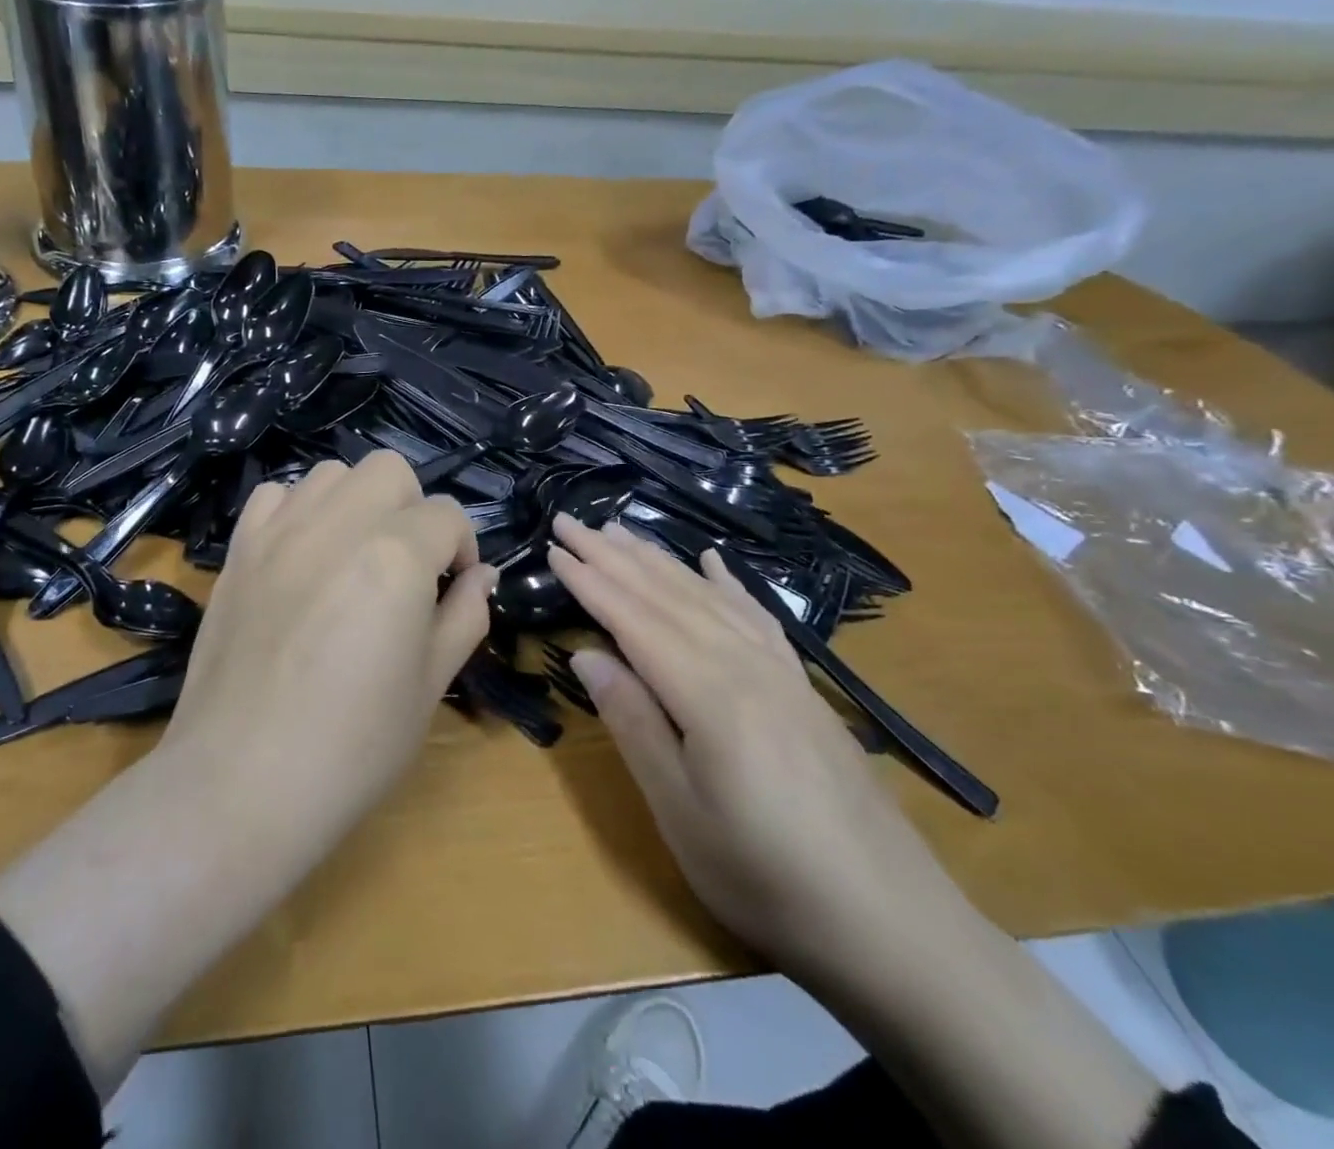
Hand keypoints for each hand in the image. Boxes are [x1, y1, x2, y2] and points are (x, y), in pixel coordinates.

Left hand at [160, 450, 495, 862]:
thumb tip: (480, 576)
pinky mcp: (239, 550)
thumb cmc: (353, 746)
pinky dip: (299, 510)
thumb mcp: (430, 684)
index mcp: (396, 555)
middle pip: (390, 472)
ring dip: (357, 502)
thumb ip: (464, 616)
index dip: (462, 548)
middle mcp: (337, 524)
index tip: (453, 588)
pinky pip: (275, 496)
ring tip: (354, 556)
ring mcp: (280, 531)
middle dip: (412, 509)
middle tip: (408, 566)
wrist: (242, 781)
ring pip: (332, 474)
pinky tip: (303, 556)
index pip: (447, 516)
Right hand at [546, 514, 969, 979]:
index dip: (590, 580)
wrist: (894, 926)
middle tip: (571, 520)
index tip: (553, 547)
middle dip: (613, 555)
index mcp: (709, 693)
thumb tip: (587, 653)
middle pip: (666, 594)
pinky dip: (727, 583)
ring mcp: (780, 671)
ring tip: (621, 530)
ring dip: (658, 559)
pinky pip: (755, 617)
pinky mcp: (802, 687)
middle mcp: (744, 664)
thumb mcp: (680, 811)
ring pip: (707, 596)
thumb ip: (633, 723)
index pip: (634, 618)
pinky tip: (712, 561)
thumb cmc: (766, 876)